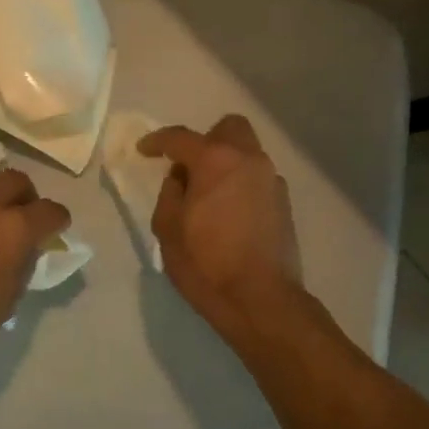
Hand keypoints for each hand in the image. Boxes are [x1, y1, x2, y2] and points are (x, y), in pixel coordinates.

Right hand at [141, 115, 303, 346]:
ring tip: (209, 193)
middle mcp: (248, 159)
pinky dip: (241, 183)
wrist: (261, 300)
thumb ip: (170, 193)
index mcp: (215, 160)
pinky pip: (258, 177)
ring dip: (226, 162)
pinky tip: (230, 212)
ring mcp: (271, 179)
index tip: (144, 149)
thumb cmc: (207, 264)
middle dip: (206, 138)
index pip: (180, 137)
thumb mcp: (169, 229)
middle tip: (188, 166)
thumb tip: (179, 178)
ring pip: (247, 152)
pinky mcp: (284, 202)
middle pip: (229, 128)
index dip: (157, 141)